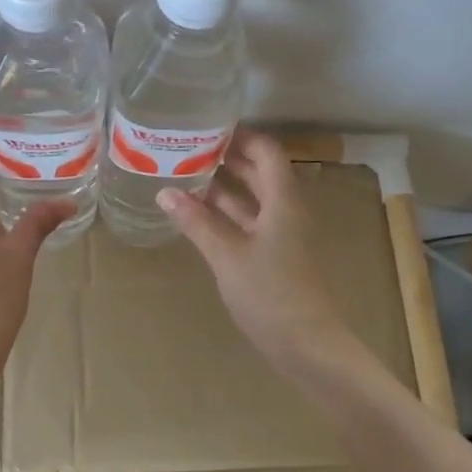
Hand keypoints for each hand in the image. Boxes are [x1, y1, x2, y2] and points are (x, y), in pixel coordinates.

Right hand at [158, 131, 360, 376]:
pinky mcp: (272, 256)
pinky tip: (196, 214)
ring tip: (184, 173)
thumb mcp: (227, 254)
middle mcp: (284, 210)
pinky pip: (246, 223)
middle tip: (187, 147)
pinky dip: (224, 214)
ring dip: (223, 187)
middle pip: (258, 172)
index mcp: (283, 200)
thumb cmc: (270, 292)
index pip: (266, 151)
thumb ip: (197, 221)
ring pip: (251, 199)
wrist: (306, 345)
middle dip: (226, 158)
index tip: (207, 126)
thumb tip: (164, 191)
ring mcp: (279, 235)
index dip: (240, 136)